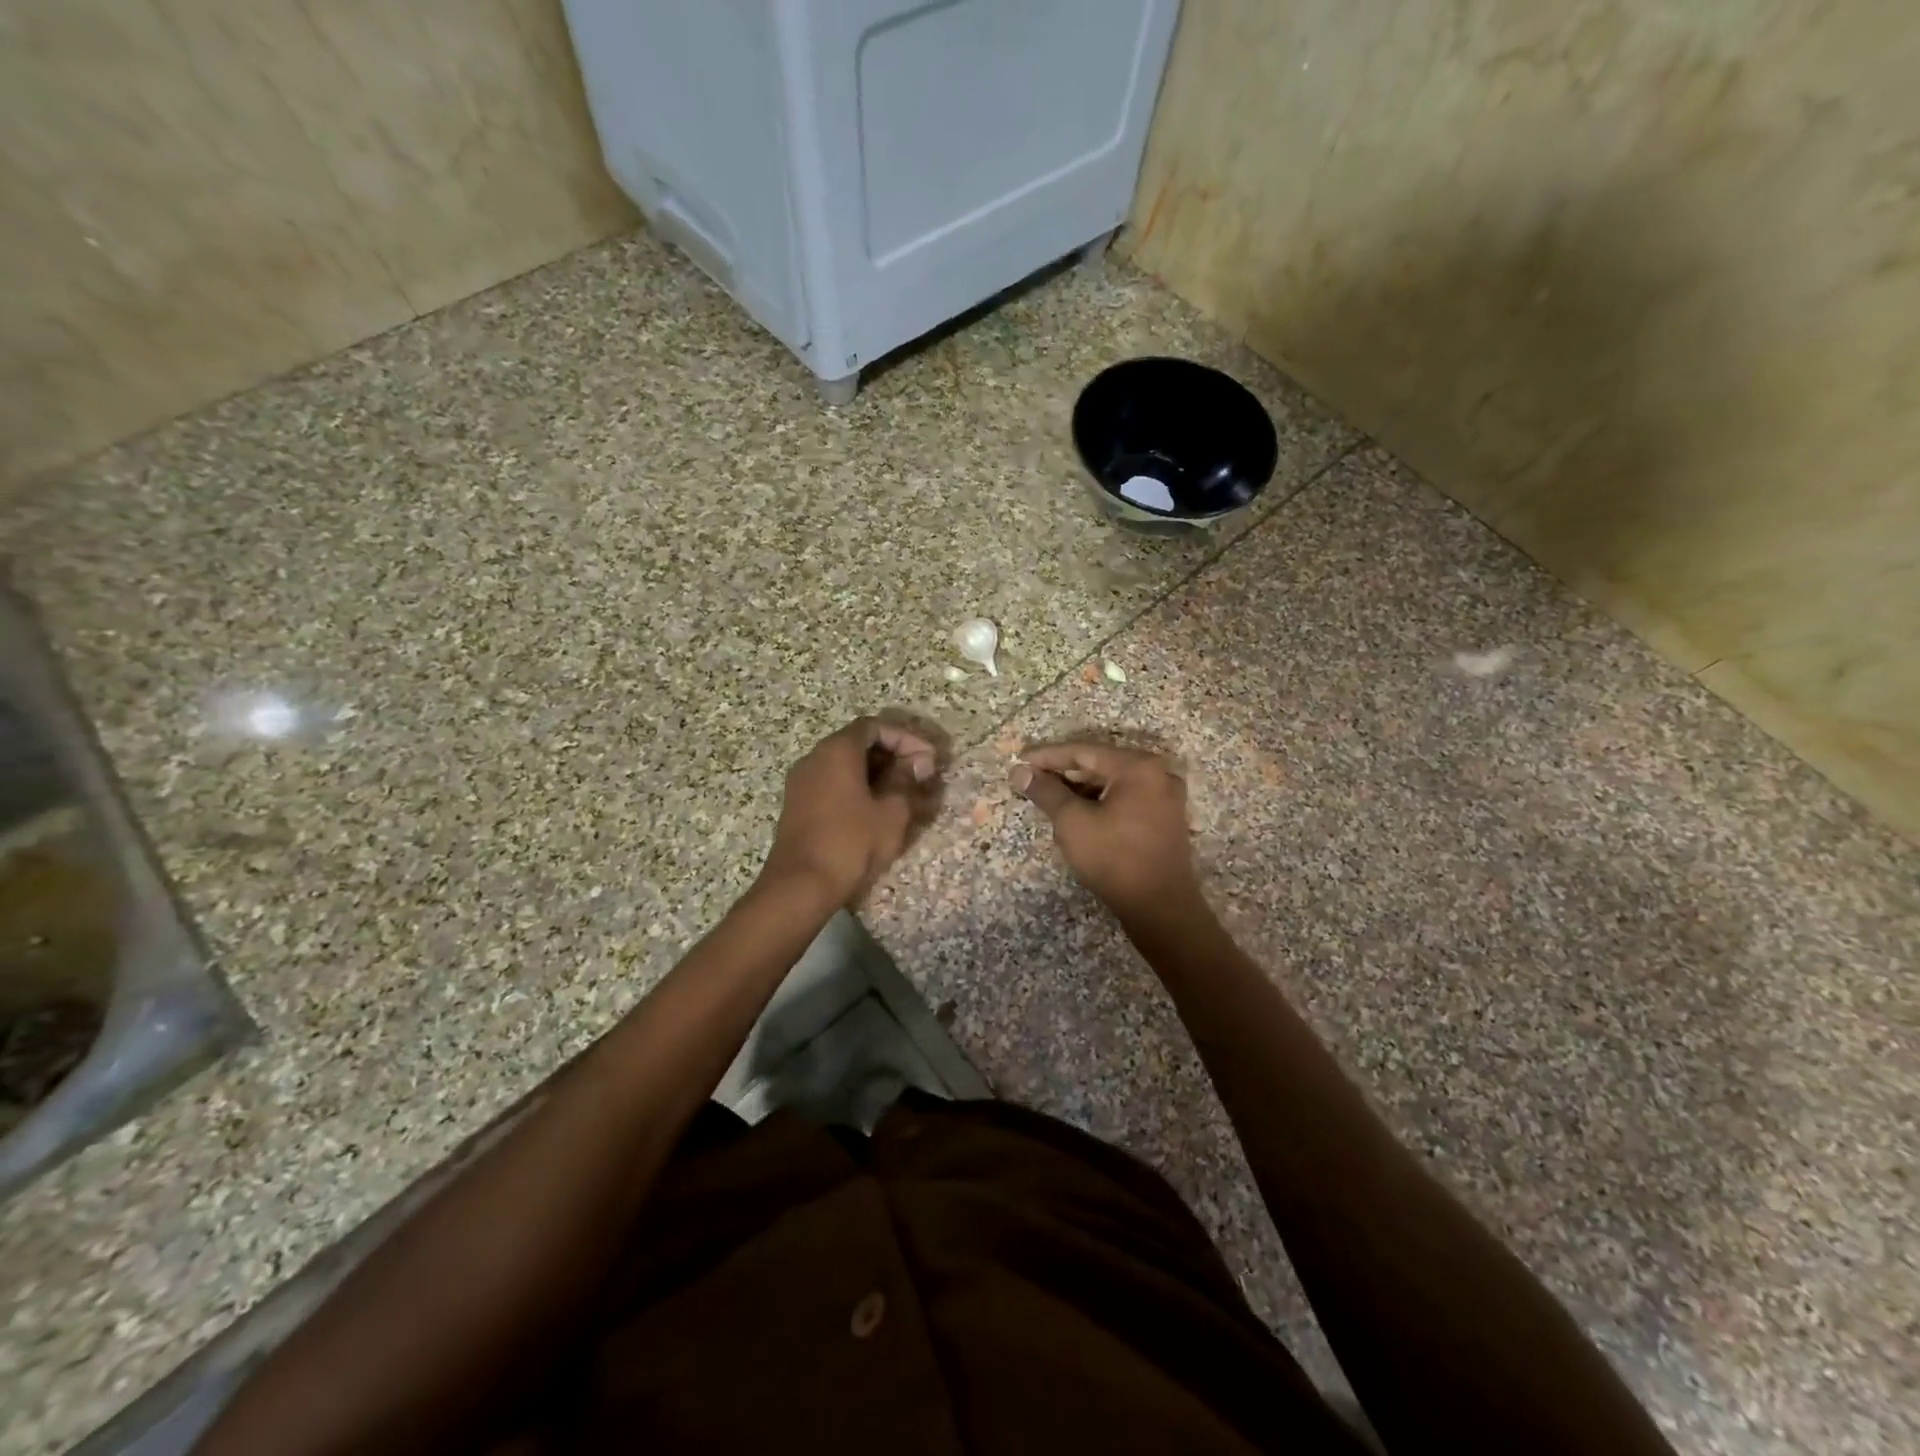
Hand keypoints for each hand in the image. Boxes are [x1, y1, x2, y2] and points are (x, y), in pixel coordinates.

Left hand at [761, 717, 938, 906]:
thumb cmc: (851, 843)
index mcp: (837, 750)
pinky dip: (859, 787)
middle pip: (859, 743)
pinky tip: (879, 809)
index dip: (906, 738)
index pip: (875, 726)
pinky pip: (833, 783)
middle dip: (894, 755)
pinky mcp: (799, 805)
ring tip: (906, 794)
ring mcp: (802, 781)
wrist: (800, 886)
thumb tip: (917, 763)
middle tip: (921, 775)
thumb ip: (906, 780)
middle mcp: (815, 757)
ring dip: (878, 773)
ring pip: (846, 765)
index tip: (928, 759)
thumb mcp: (891, 812)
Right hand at [1012, 742, 1202, 916]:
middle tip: (1031, 779)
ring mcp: (1166, 796)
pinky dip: (1099, 801)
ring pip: (1112, 782)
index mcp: (1138, 766)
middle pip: (1099, 764)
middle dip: (1063, 772)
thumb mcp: (1072, 822)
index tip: (1019, 760)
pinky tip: (1077, 812)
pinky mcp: (1165, 817)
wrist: (1161, 908)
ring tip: (1048, 796)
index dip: (1047, 756)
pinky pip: (1125, 798)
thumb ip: (1046, 792)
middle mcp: (1157, 773)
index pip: (1083, 752)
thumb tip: (1020, 771)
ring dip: (1080, 788)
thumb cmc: (1114, 858)